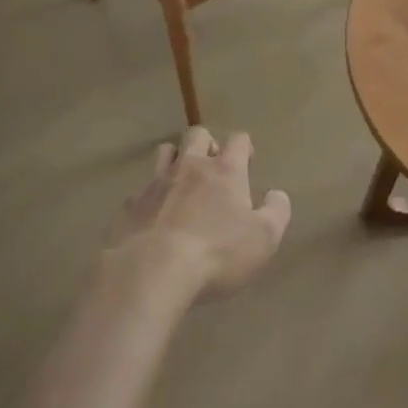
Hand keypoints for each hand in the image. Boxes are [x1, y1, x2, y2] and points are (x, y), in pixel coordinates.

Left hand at [108, 127, 291, 297]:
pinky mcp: (130, 205)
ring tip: (180, 183)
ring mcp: (156, 183)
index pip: (238, 139)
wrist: (151, 273)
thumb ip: (277, 211)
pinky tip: (153, 218)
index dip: (244, 147)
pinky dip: (150, 197)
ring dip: (175, 160)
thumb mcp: (264, 238)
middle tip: (212, 169)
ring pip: (165, 152)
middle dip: (206, 145)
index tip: (246, 163)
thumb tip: (276, 194)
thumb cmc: (217, 253)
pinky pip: (141, 190)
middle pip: (197, 134)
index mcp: (226, 170)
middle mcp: (191, 166)